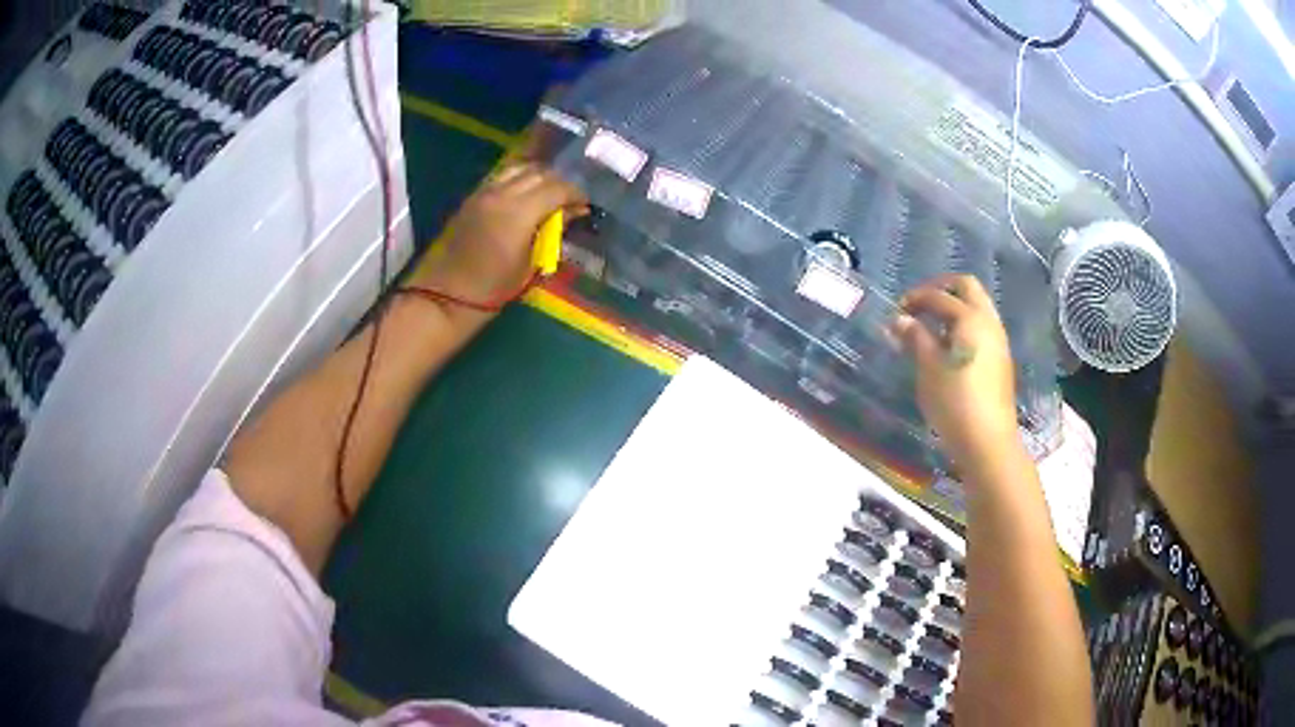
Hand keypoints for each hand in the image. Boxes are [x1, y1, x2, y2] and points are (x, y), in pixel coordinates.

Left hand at [411, 163, 586, 312]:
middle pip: (539, 173)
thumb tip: (575, 211)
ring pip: (519, 169)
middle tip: (569, 200)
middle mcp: (502, 194)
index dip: (575, 193)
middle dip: (559, 183)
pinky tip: (525, 195)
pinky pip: (501, 177)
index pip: (557, 188)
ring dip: (538, 177)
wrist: (447, 295)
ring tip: (547, 194)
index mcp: (520, 212)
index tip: (585, 204)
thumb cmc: (493, 289)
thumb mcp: (531, 263)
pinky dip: (518, 179)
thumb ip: (553, 230)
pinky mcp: (472, 197)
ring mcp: (484, 193)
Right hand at [893, 274, 1019, 467]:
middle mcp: (988, 321)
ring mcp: (998, 340)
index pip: (939, 296)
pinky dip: (964, 324)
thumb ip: (915, 338)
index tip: (897, 311)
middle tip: (920, 304)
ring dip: (955, 307)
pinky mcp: (1000, 359)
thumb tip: (899, 319)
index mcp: (970, 318)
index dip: (916, 298)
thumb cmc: (954, 401)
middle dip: (942, 289)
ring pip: (978, 306)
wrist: (988, 441)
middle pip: (967, 287)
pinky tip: (949, 347)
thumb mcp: (928, 368)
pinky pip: (982, 326)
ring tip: (932, 328)